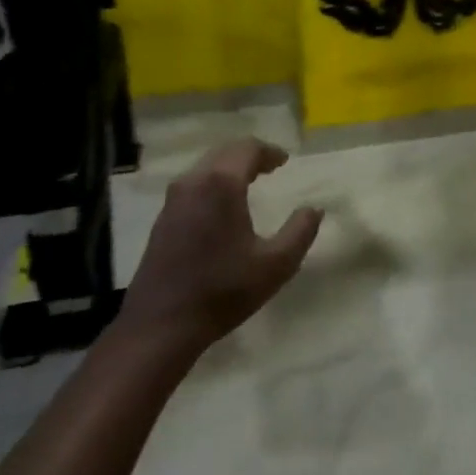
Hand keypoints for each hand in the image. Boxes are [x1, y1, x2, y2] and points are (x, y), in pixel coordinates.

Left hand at [120, 138, 321, 353]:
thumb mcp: (275, 265)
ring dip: (229, 167)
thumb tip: (314, 209)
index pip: (248, 148)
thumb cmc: (222, 291)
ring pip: (205, 166)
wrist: (161, 325)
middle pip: (224, 152)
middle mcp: (194, 181)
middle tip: (270, 167)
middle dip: (249, 155)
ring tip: (249, 182)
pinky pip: (193, 184)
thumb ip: (300, 232)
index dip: (269, 151)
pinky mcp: (162, 218)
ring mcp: (173, 199)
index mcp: (221, 183)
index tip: (285, 161)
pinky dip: (212, 182)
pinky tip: (222, 206)